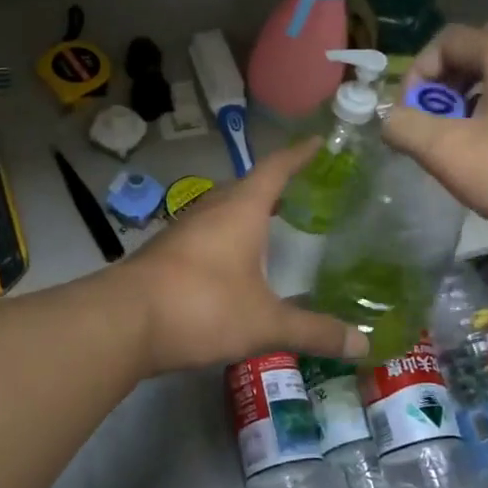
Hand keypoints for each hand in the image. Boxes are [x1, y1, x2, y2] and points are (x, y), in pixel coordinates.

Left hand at [120, 142, 371, 373]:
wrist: (124, 321)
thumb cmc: (203, 307)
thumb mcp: (265, 324)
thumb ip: (313, 331)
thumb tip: (363, 344)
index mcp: (240, 210)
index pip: (275, 169)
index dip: (298, 155)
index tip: (316, 143)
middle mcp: (211, 210)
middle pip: (246, 187)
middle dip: (273, 187)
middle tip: (300, 195)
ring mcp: (183, 230)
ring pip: (222, 211)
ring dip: (246, 214)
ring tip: (270, 227)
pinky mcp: (165, 253)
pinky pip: (205, 234)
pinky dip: (226, 238)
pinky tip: (231, 264)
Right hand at [381, 22, 487, 266]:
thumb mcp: (448, 153)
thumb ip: (405, 128)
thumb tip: (391, 119)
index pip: (448, 40)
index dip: (418, 72)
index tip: (410, 113)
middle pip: (478, 48)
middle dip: (446, 79)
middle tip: (434, 118)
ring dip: (471, 94)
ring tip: (459, 136)